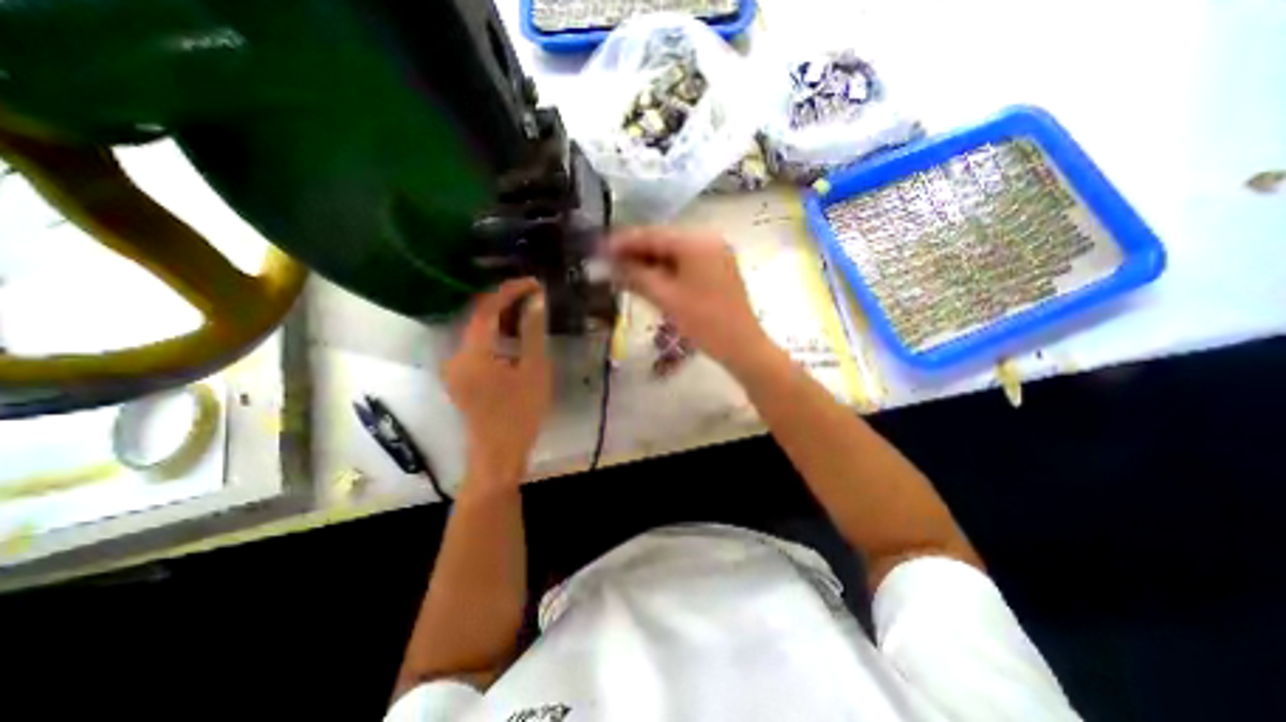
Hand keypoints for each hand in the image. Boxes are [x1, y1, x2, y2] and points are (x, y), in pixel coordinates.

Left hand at [445, 278, 549, 488]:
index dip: (510, 290)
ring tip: (529, 313)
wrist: (499, 453)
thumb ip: (532, 332)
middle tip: (535, 297)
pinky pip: (476, 346)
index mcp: (473, 353)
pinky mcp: (459, 376)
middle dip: (506, 303)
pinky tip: (515, 338)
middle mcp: (455, 355)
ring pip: (477, 332)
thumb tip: (535, 301)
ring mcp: (454, 367)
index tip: (534, 283)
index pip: (487, 308)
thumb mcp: (534, 370)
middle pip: (478, 317)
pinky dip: (495, 337)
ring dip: (502, 320)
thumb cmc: (521, 413)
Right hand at [611, 225, 772, 372]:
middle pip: (663, 240)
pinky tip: (651, 279)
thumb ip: (636, 276)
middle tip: (610, 264)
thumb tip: (611, 263)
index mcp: (696, 242)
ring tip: (625, 273)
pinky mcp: (719, 266)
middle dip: (636, 253)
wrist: (742, 345)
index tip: (599, 250)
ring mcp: (716, 252)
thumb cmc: (704, 322)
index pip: (652, 235)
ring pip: (674, 252)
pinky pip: (686, 261)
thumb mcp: (666, 298)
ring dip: (650, 262)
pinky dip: (667, 269)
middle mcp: (708, 238)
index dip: (623, 242)